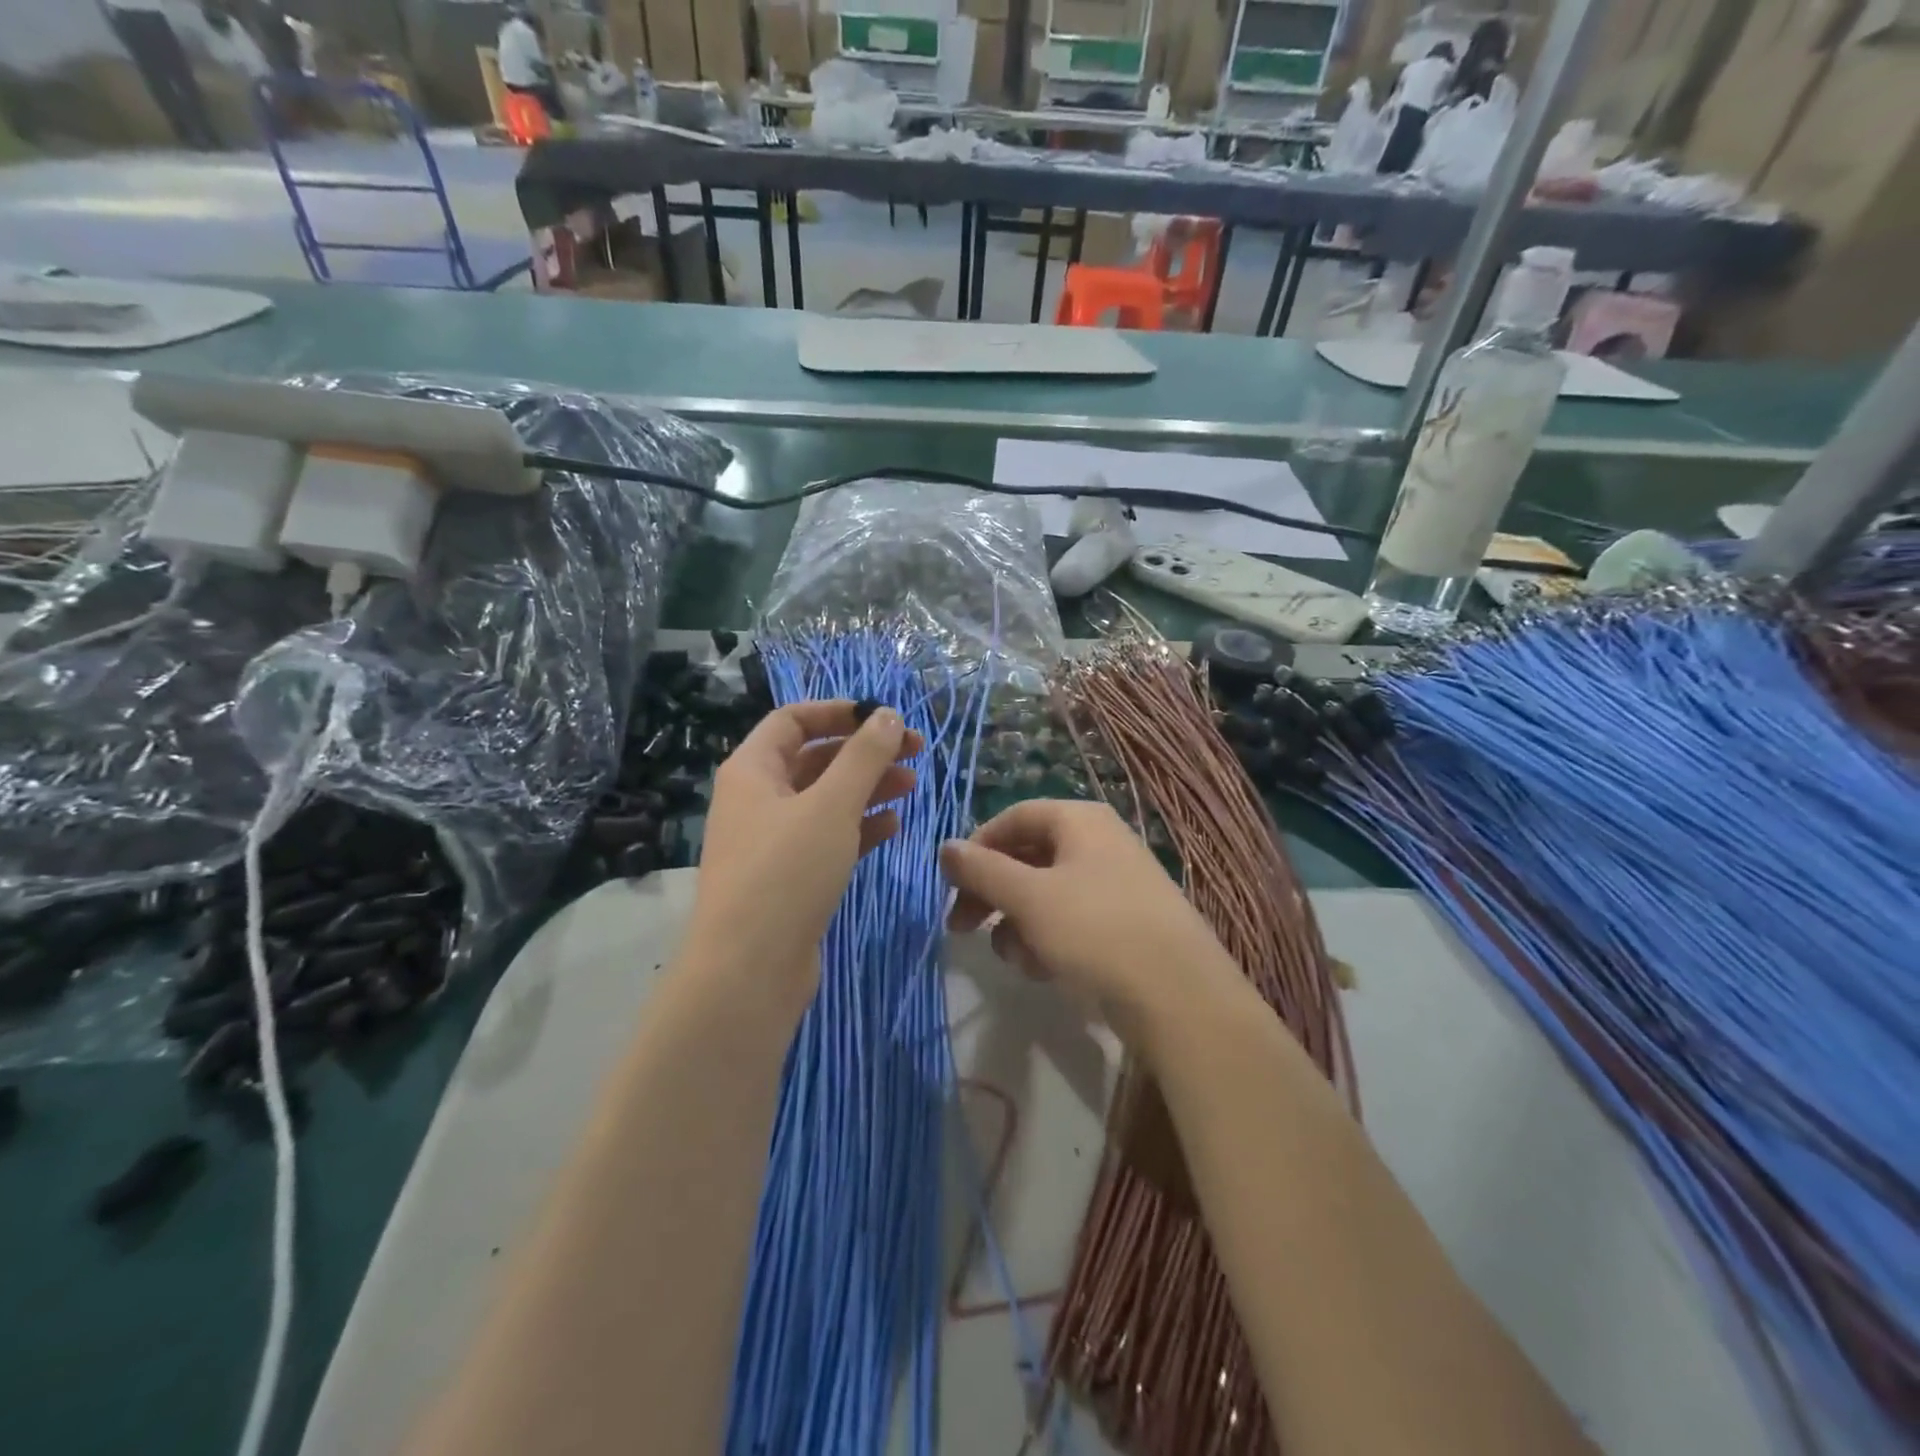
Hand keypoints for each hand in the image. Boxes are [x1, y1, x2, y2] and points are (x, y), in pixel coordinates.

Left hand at [689, 700, 921, 1006]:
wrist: (749, 970)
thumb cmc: (786, 872)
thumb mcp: (831, 805)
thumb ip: (864, 756)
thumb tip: (886, 715)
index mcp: (752, 770)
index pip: (794, 719)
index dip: (839, 711)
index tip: (885, 718)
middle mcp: (757, 799)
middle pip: (815, 758)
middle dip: (864, 752)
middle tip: (915, 752)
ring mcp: (772, 841)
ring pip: (825, 799)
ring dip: (868, 787)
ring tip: (912, 786)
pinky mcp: (790, 877)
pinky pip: (828, 837)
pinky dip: (859, 826)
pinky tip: (893, 826)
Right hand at [940, 799, 1236, 1041]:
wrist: (1179, 996)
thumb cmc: (1096, 930)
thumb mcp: (1028, 897)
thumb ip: (982, 870)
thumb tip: (945, 848)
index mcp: (1080, 820)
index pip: (1014, 818)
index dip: (977, 848)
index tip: (950, 885)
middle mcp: (1099, 843)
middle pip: (1027, 857)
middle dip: (991, 894)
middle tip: (960, 928)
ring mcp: (1115, 884)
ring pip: (1045, 895)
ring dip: (1018, 924)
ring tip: (1017, 958)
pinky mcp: (1124, 924)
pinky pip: (1070, 921)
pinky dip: (1048, 940)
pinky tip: (1045, 970)